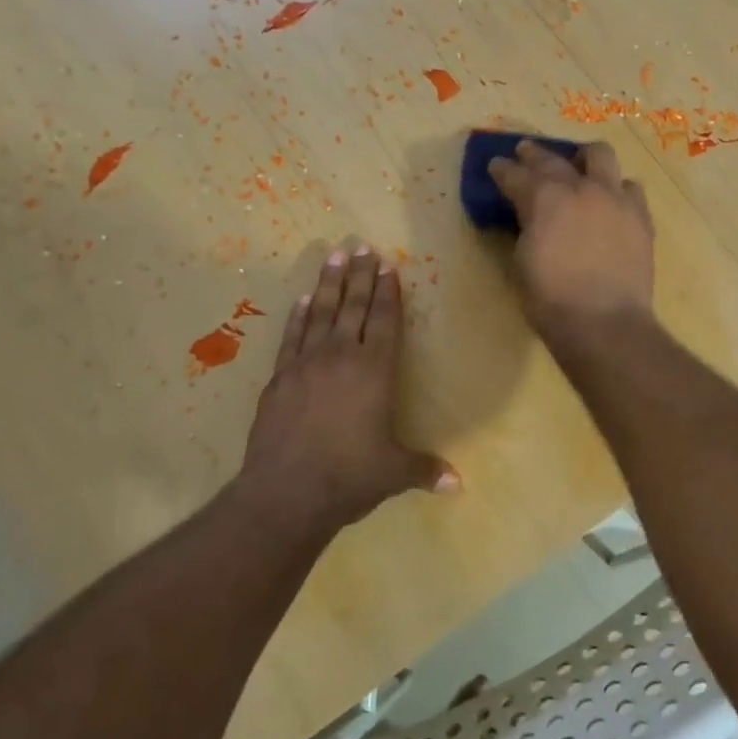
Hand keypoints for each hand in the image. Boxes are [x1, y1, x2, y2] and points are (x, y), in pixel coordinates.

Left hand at [240, 246, 458, 528]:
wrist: (285, 493)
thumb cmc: (348, 477)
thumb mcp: (393, 473)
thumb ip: (425, 469)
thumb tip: (458, 484)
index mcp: (374, 372)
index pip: (383, 322)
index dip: (387, 293)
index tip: (387, 266)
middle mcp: (340, 358)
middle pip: (353, 307)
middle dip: (360, 276)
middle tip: (362, 246)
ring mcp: (305, 364)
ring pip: (321, 313)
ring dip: (329, 283)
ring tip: (335, 256)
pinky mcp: (279, 378)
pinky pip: (292, 337)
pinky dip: (299, 316)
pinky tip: (303, 299)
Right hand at [488, 141, 655, 340]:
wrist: (604, 324)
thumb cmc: (550, 300)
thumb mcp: (521, 262)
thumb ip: (524, 229)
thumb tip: (528, 220)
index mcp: (543, 199)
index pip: (515, 174)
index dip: (502, 169)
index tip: (495, 165)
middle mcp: (580, 188)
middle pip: (554, 158)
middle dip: (534, 154)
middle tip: (525, 155)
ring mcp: (614, 198)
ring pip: (601, 155)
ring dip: (584, 159)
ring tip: (578, 168)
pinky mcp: (640, 216)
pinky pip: (629, 188)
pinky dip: (616, 189)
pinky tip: (610, 202)